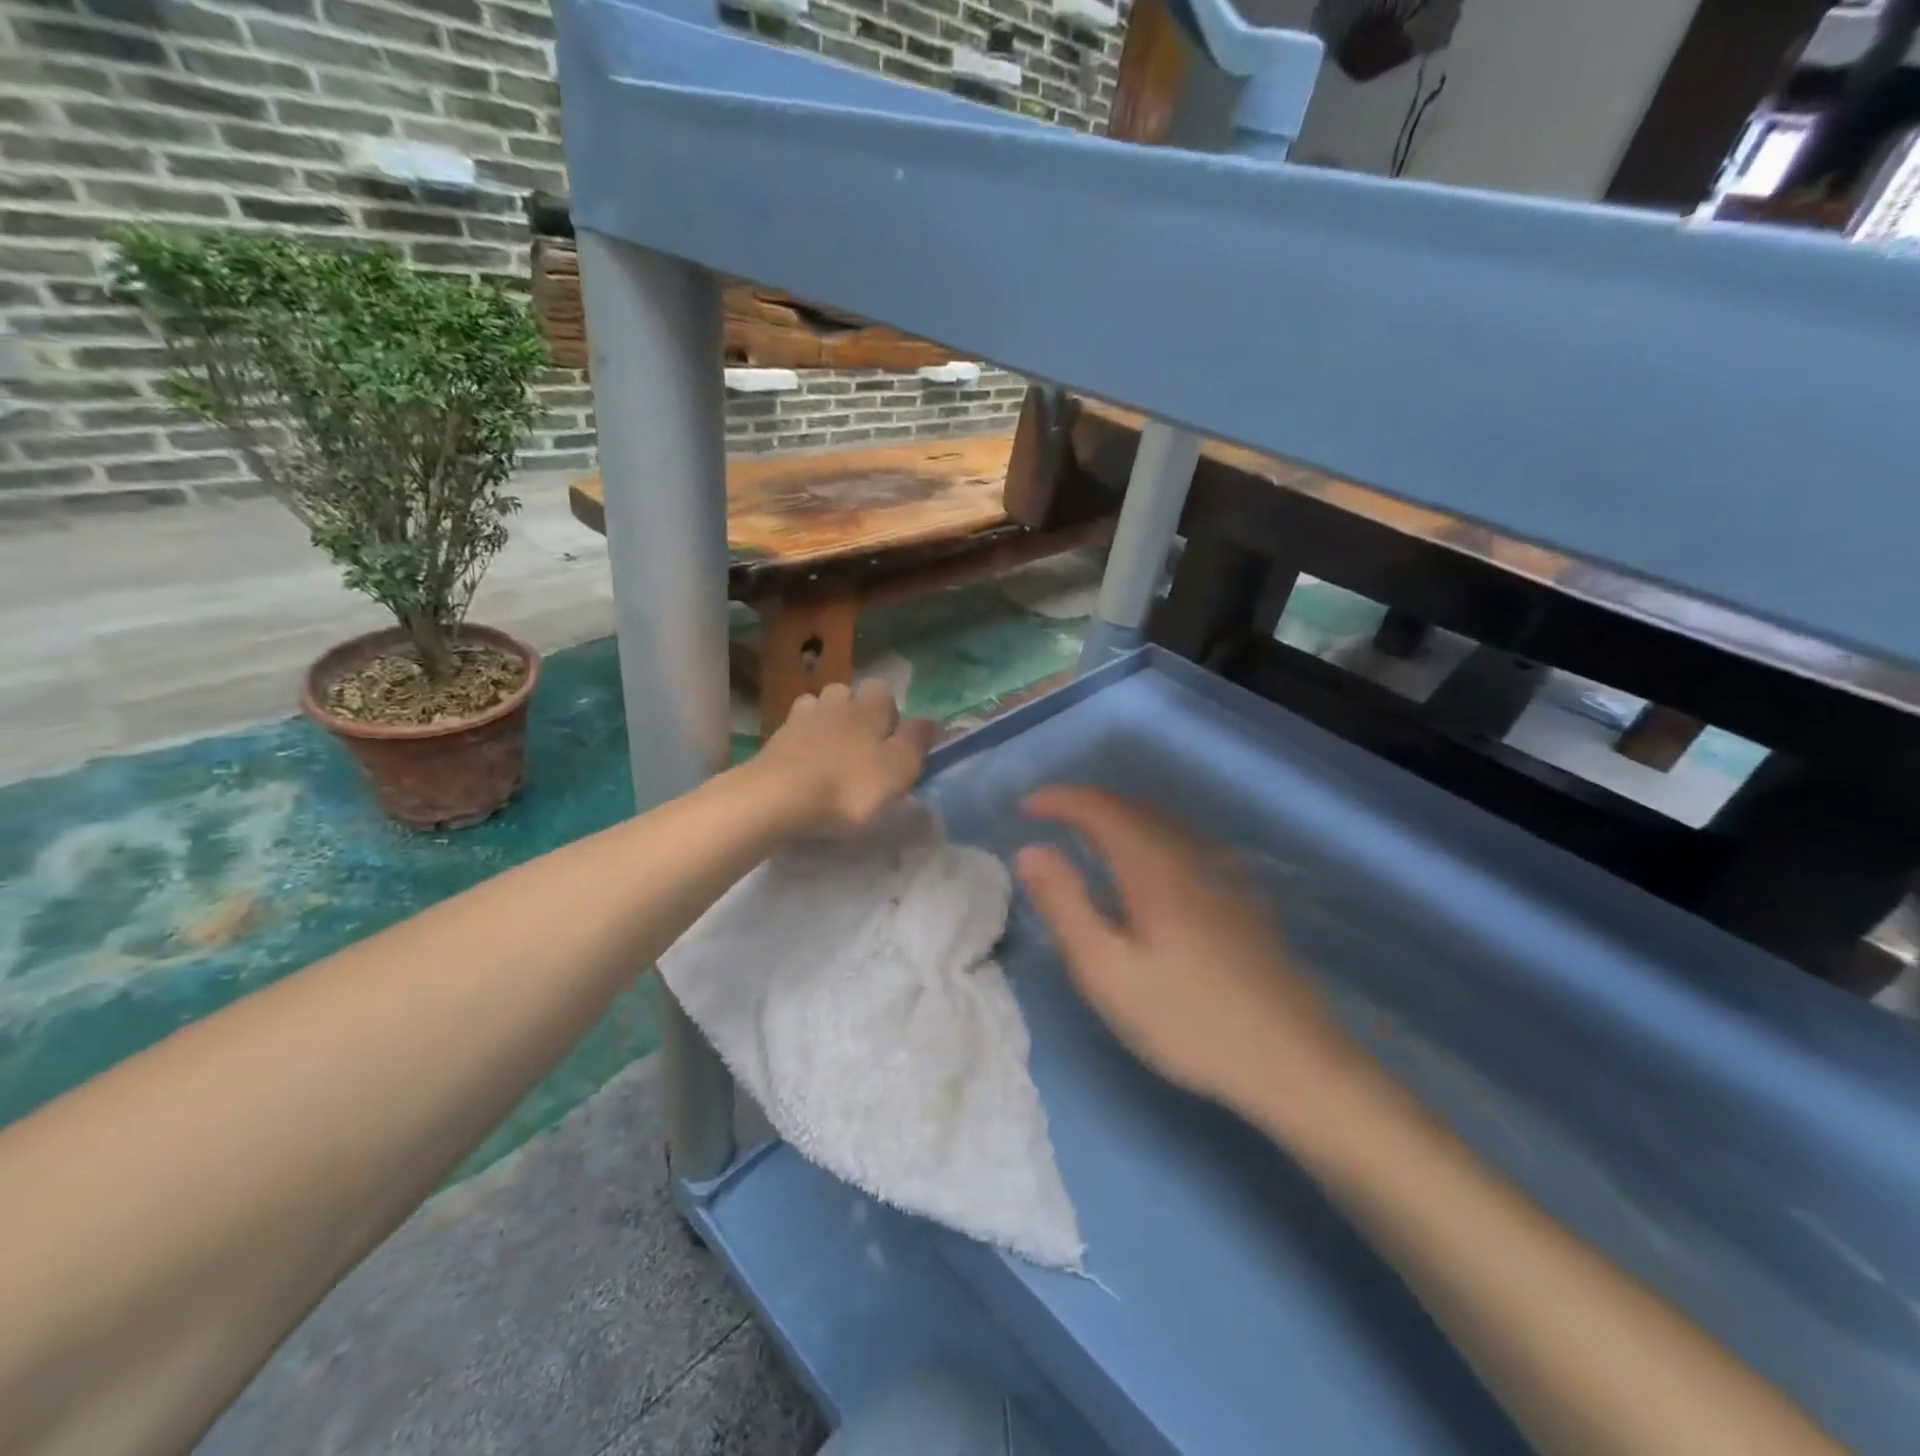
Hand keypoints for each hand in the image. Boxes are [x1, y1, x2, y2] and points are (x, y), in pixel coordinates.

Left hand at [755, 678, 937, 835]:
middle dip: (854, 711)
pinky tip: (804, 763)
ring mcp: (799, 719)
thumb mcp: (899, 769)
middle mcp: (834, 703)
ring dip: (824, 722)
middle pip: (846, 693)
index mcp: (868, 707)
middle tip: (861, 746)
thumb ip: (916, 741)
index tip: (891, 738)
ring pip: (816, 707)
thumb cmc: (849, 786)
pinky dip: (801, 742)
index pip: (883, 689)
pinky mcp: (773, 741)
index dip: (889, 710)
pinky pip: (793, 732)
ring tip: (829, 752)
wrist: (778, 798)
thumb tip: (930, 719)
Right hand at [1015, 787, 1368, 1119]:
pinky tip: (1147, 868)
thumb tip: (1029, 849)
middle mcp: (1190, 853)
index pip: (1099, 807)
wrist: (1292, 1060)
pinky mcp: (1241, 894)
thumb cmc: (1187, 1019)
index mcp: (1153, 865)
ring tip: (1088, 838)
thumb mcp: (1106, 971)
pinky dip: (1148, 835)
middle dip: (1086, 804)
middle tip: (1051, 820)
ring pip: (1162, 822)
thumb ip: (1064, 905)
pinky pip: (1183, 840)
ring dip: (1118, 817)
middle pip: (1132, 806)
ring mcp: (1223, 872)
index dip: (1059, 799)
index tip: (1025, 807)